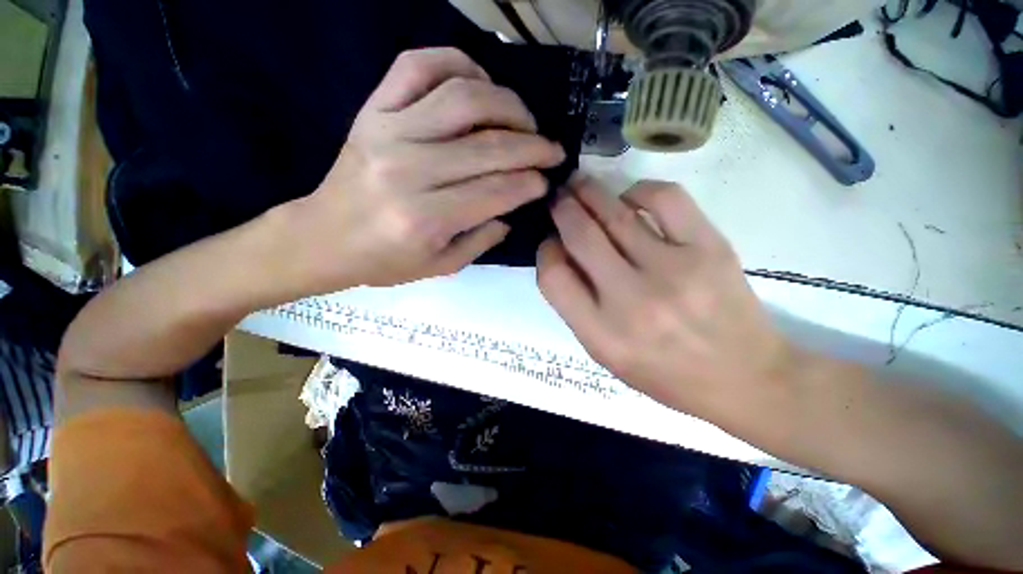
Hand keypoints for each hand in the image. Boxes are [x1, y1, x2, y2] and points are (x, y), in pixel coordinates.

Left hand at [286, 48, 564, 290]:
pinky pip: (417, 66)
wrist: (324, 237)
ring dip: (507, 104)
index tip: (546, 181)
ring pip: (463, 98)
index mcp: (426, 218)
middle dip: (533, 146)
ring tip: (525, 120)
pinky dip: (457, 63)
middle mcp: (409, 170)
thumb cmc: (385, 260)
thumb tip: (512, 209)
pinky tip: (480, 83)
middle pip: (488, 146)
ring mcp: (388, 131)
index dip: (530, 183)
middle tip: (553, 150)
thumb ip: (481, 240)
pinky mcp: (373, 110)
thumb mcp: (440, 266)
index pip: (496, 191)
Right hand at [537, 176, 793, 415]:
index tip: (550, 242)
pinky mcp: (710, 248)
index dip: (545, 252)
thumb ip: (577, 307)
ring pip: (615, 213)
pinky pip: (665, 199)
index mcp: (602, 334)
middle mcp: (632, 301)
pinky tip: (630, 197)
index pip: (553, 277)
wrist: (745, 377)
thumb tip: (561, 254)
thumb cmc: (665, 373)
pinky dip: (639, 190)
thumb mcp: (606, 354)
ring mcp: (674, 271)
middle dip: (562, 209)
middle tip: (558, 197)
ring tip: (580, 184)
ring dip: (589, 192)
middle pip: (580, 236)